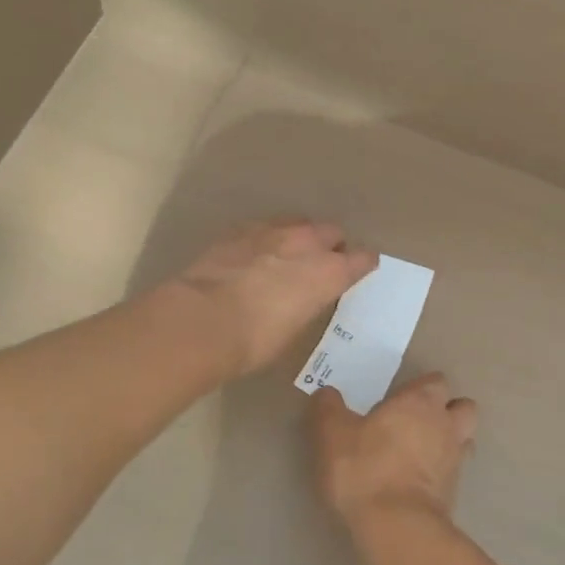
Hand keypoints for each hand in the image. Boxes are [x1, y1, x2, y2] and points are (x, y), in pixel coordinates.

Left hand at [169, 218, 377, 379]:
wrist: (202, 320)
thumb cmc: (254, 340)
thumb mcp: (295, 329)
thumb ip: (308, 303)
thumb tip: (303, 297)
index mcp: (329, 272)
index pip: (362, 259)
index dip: (362, 265)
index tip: (360, 270)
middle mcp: (307, 243)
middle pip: (332, 232)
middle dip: (331, 245)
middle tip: (320, 264)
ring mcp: (272, 231)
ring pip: (298, 223)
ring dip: (299, 236)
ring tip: (287, 255)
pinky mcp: (240, 229)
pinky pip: (265, 227)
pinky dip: (267, 238)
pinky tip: (255, 253)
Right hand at [310, 374, 477, 533]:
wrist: (396, 527)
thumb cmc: (364, 469)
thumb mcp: (332, 434)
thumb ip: (328, 408)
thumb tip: (327, 393)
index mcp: (421, 402)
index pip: (436, 381)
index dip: (420, 388)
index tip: (398, 400)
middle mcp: (446, 424)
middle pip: (462, 406)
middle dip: (446, 410)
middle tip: (416, 422)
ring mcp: (456, 459)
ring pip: (465, 438)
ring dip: (450, 440)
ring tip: (423, 451)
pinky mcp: (456, 492)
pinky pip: (456, 471)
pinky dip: (443, 472)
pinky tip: (419, 481)